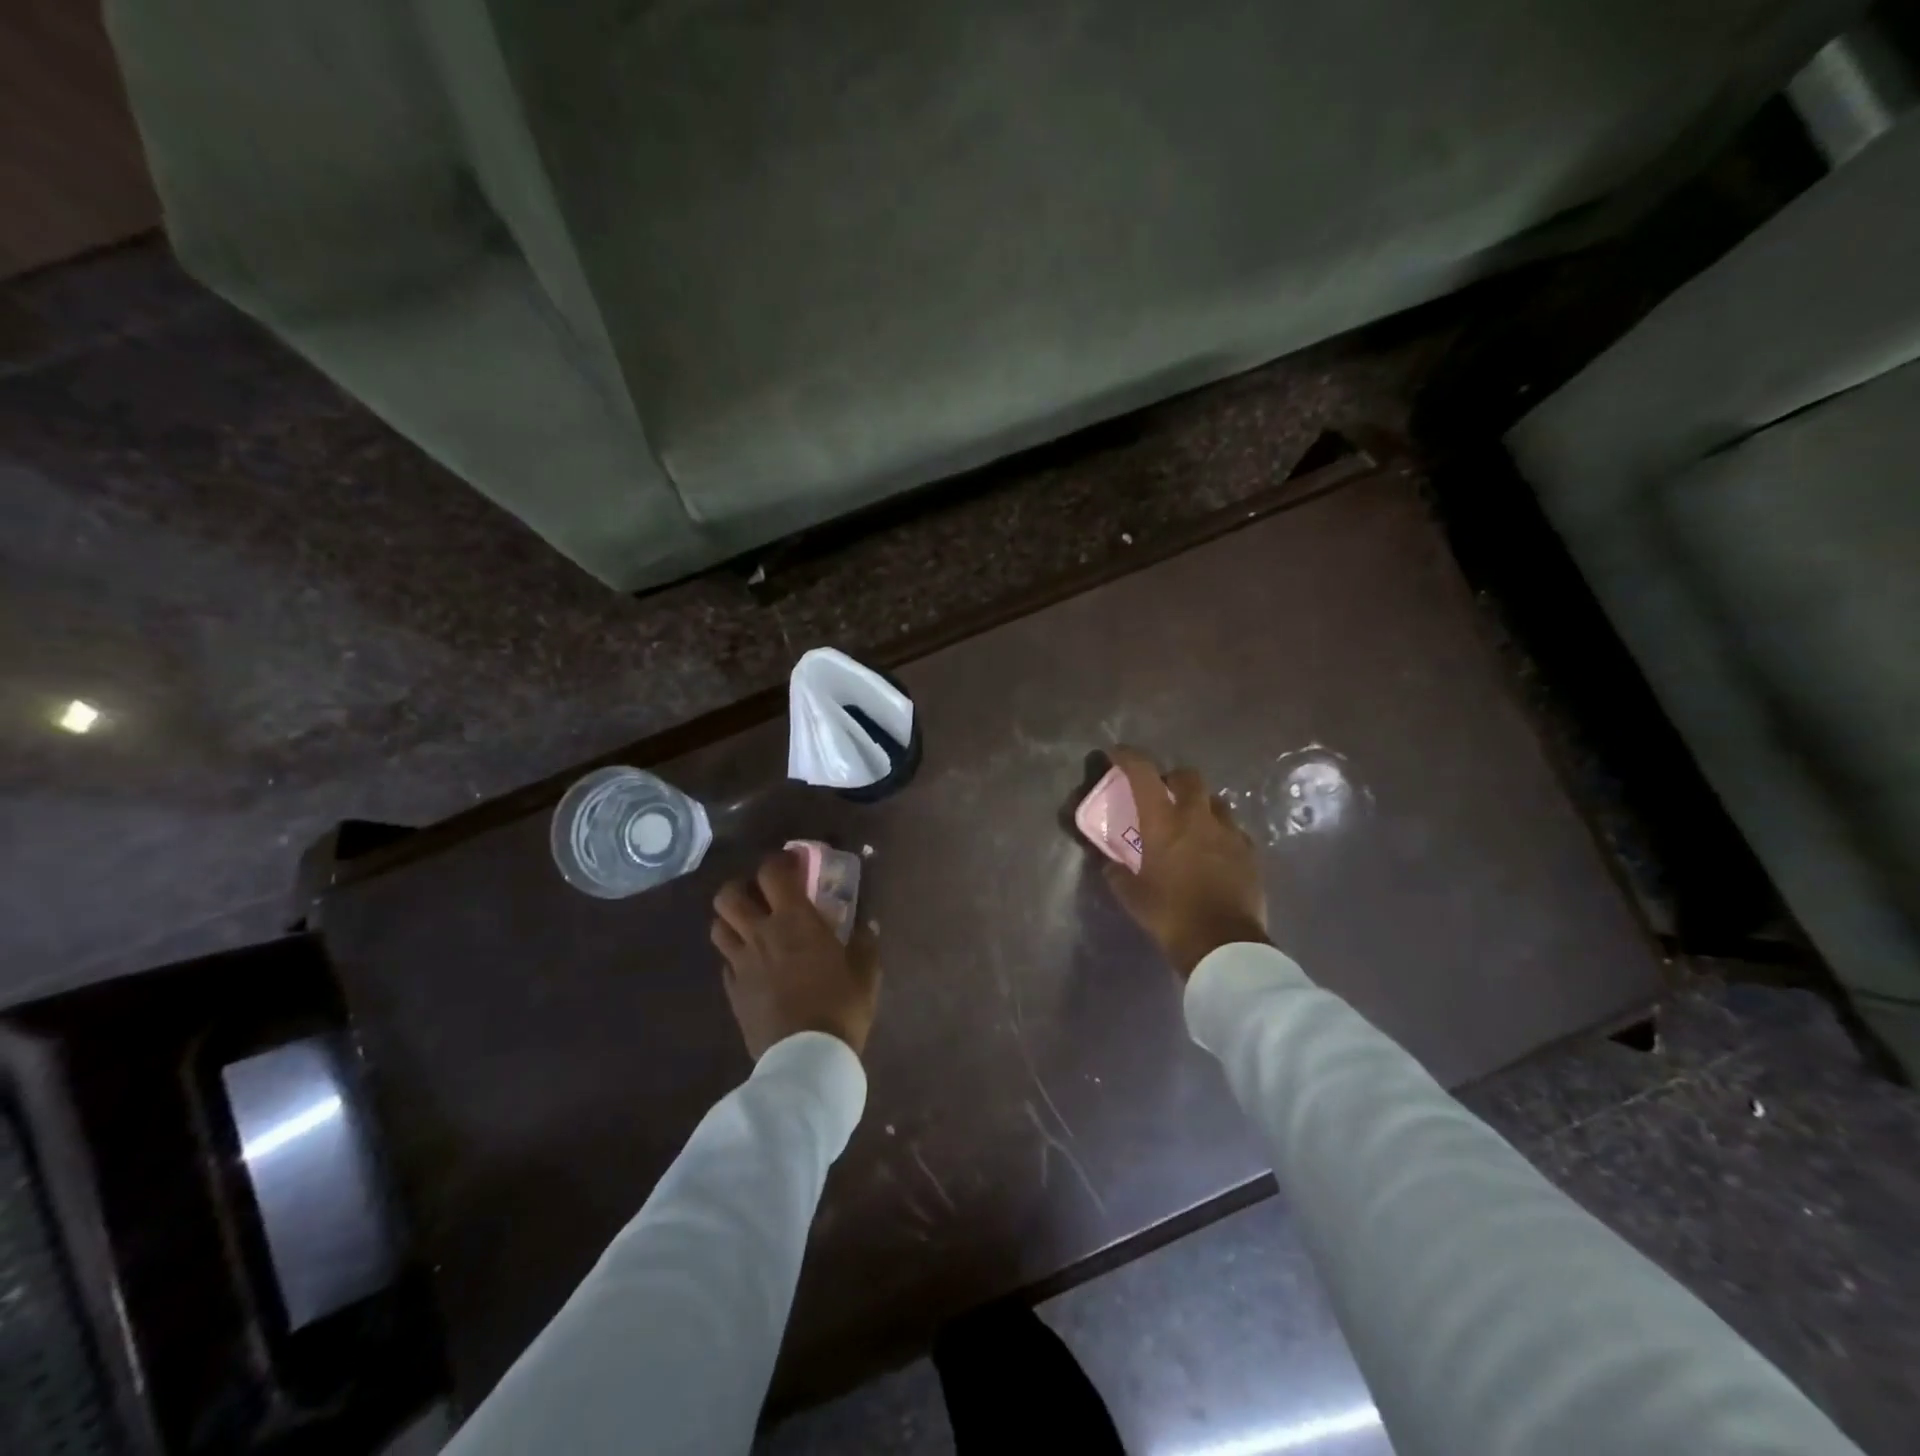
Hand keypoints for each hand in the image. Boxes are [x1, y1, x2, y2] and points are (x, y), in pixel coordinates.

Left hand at [712, 851, 880, 1059]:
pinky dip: (736, 955)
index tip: (793, 863)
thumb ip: (864, 944)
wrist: (806, 1059)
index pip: (772, 873)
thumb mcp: (865, 973)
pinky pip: (726, 962)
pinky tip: (753, 965)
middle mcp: (760, 934)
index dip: (779, 861)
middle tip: (761, 894)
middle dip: (742, 886)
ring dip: (732, 920)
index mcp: (794, 920)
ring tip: (751, 927)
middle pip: (728, 895)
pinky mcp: (732, 991)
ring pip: (718, 926)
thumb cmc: (840, 1007)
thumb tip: (867, 927)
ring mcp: (741, 964)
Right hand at [1103, 745, 1268, 979]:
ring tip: (1191, 825)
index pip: (1144, 774)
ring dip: (1200, 805)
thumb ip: (1117, 872)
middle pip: (1188, 777)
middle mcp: (1198, 817)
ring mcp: (1229, 833)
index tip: (1118, 754)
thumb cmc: (1170, 916)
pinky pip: (1233, 830)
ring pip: (1215, 802)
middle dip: (1173, 779)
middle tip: (1162, 795)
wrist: (1224, 945)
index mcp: (1164, 823)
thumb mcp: (1132, 896)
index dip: (1129, 758)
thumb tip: (1110, 863)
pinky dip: (1220, 832)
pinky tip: (1214, 852)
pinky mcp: (1250, 852)